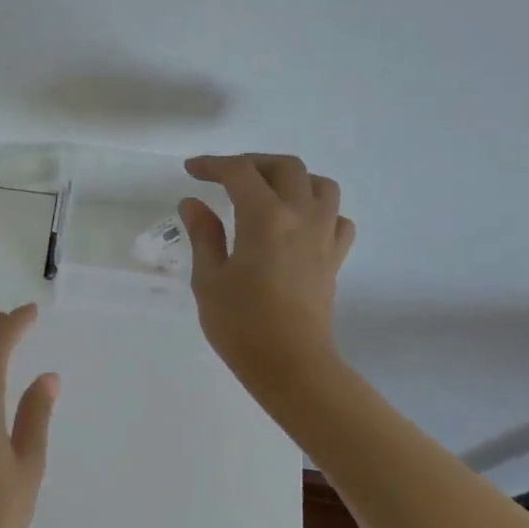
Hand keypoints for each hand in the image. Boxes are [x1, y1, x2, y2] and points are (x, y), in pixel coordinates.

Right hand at [178, 154, 354, 397]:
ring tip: (265, 192)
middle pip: (285, 167)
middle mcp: (301, 216)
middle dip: (252, 163)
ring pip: (319, 185)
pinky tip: (297, 223)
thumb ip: (203, 234)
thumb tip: (193, 203)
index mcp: (265, 218)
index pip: (239, 172)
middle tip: (225, 177)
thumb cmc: (241, 324)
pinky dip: (317, 209)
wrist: (291, 364)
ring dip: (290, 179)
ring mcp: (324, 235)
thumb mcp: (209, 278)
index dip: (212, 164)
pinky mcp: (335, 257)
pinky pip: (336, 217)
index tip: (192, 171)